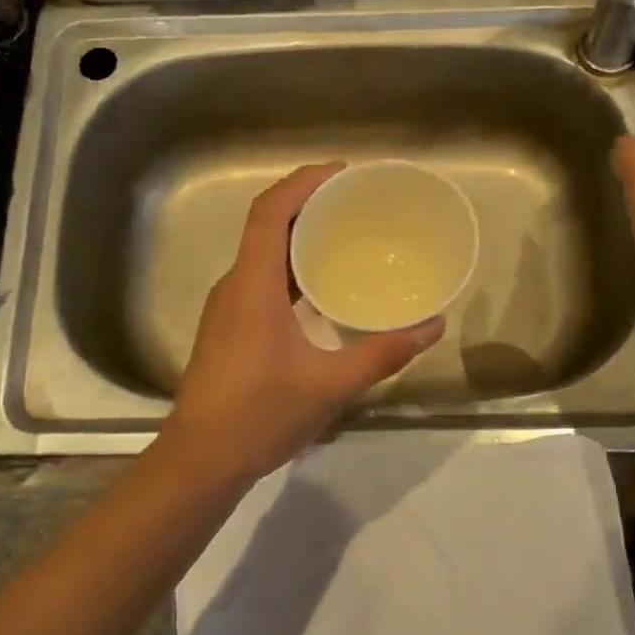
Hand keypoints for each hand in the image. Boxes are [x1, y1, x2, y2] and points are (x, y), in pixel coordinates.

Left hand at [163, 164, 443, 485]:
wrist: (201, 460)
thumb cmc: (261, 417)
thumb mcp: (331, 385)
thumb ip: (383, 354)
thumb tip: (432, 328)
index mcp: (253, 287)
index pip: (270, 213)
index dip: (302, 182)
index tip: (342, 173)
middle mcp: (235, 286)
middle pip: (266, 226)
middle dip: (307, 204)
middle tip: (354, 202)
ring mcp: (227, 308)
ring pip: (262, 254)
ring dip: (298, 237)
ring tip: (344, 236)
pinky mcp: (228, 328)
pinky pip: (261, 279)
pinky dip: (291, 268)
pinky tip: (321, 288)